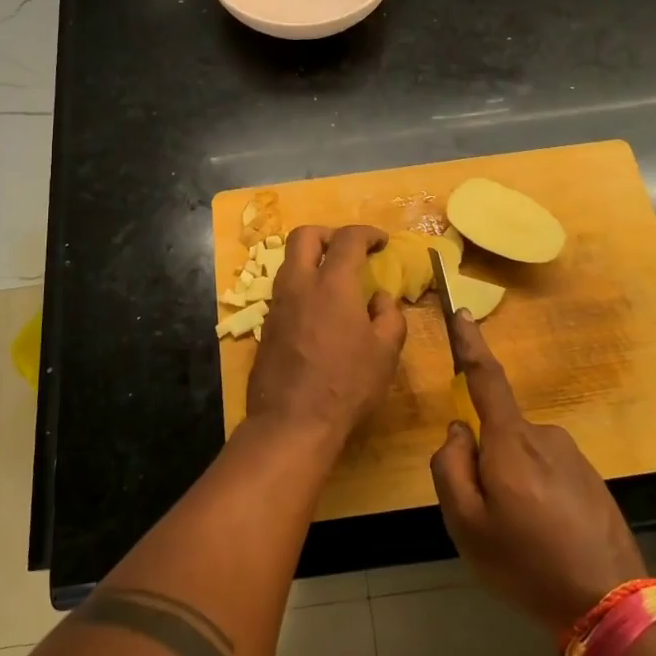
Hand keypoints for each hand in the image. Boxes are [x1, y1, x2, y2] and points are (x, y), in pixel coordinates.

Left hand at [245, 225, 405, 451]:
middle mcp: (299, 284)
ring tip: (335, 281)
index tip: (381, 242)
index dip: (368, 233)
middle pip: (304, 236)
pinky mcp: (266, 326)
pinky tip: (318, 312)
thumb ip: (389, 315)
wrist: (292, 422)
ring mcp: (277, 304)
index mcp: (332, 284)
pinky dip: (302, 287)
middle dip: (329, 234)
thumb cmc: (347, 385)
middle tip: (349, 250)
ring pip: (289, 263)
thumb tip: (379, 298)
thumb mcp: (386, 352)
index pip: (348, 239)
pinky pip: (284, 291)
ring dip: (312, 261)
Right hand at [429, 313, 644, 636]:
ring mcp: (573, 457)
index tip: (463, 313)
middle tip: (491, 520)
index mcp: (512, 441)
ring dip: (514, 484)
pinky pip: (548, 474)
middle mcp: (545, 436)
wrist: (611, 605)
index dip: (471, 345)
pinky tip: (548, 540)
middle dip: (487, 463)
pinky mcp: (592, 479)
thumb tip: (458, 431)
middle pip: (499, 433)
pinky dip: (538, 497)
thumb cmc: (527, 563)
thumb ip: (450, 468)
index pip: (486, 379)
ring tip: (523, 538)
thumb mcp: (467, 525)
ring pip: (523, 457)